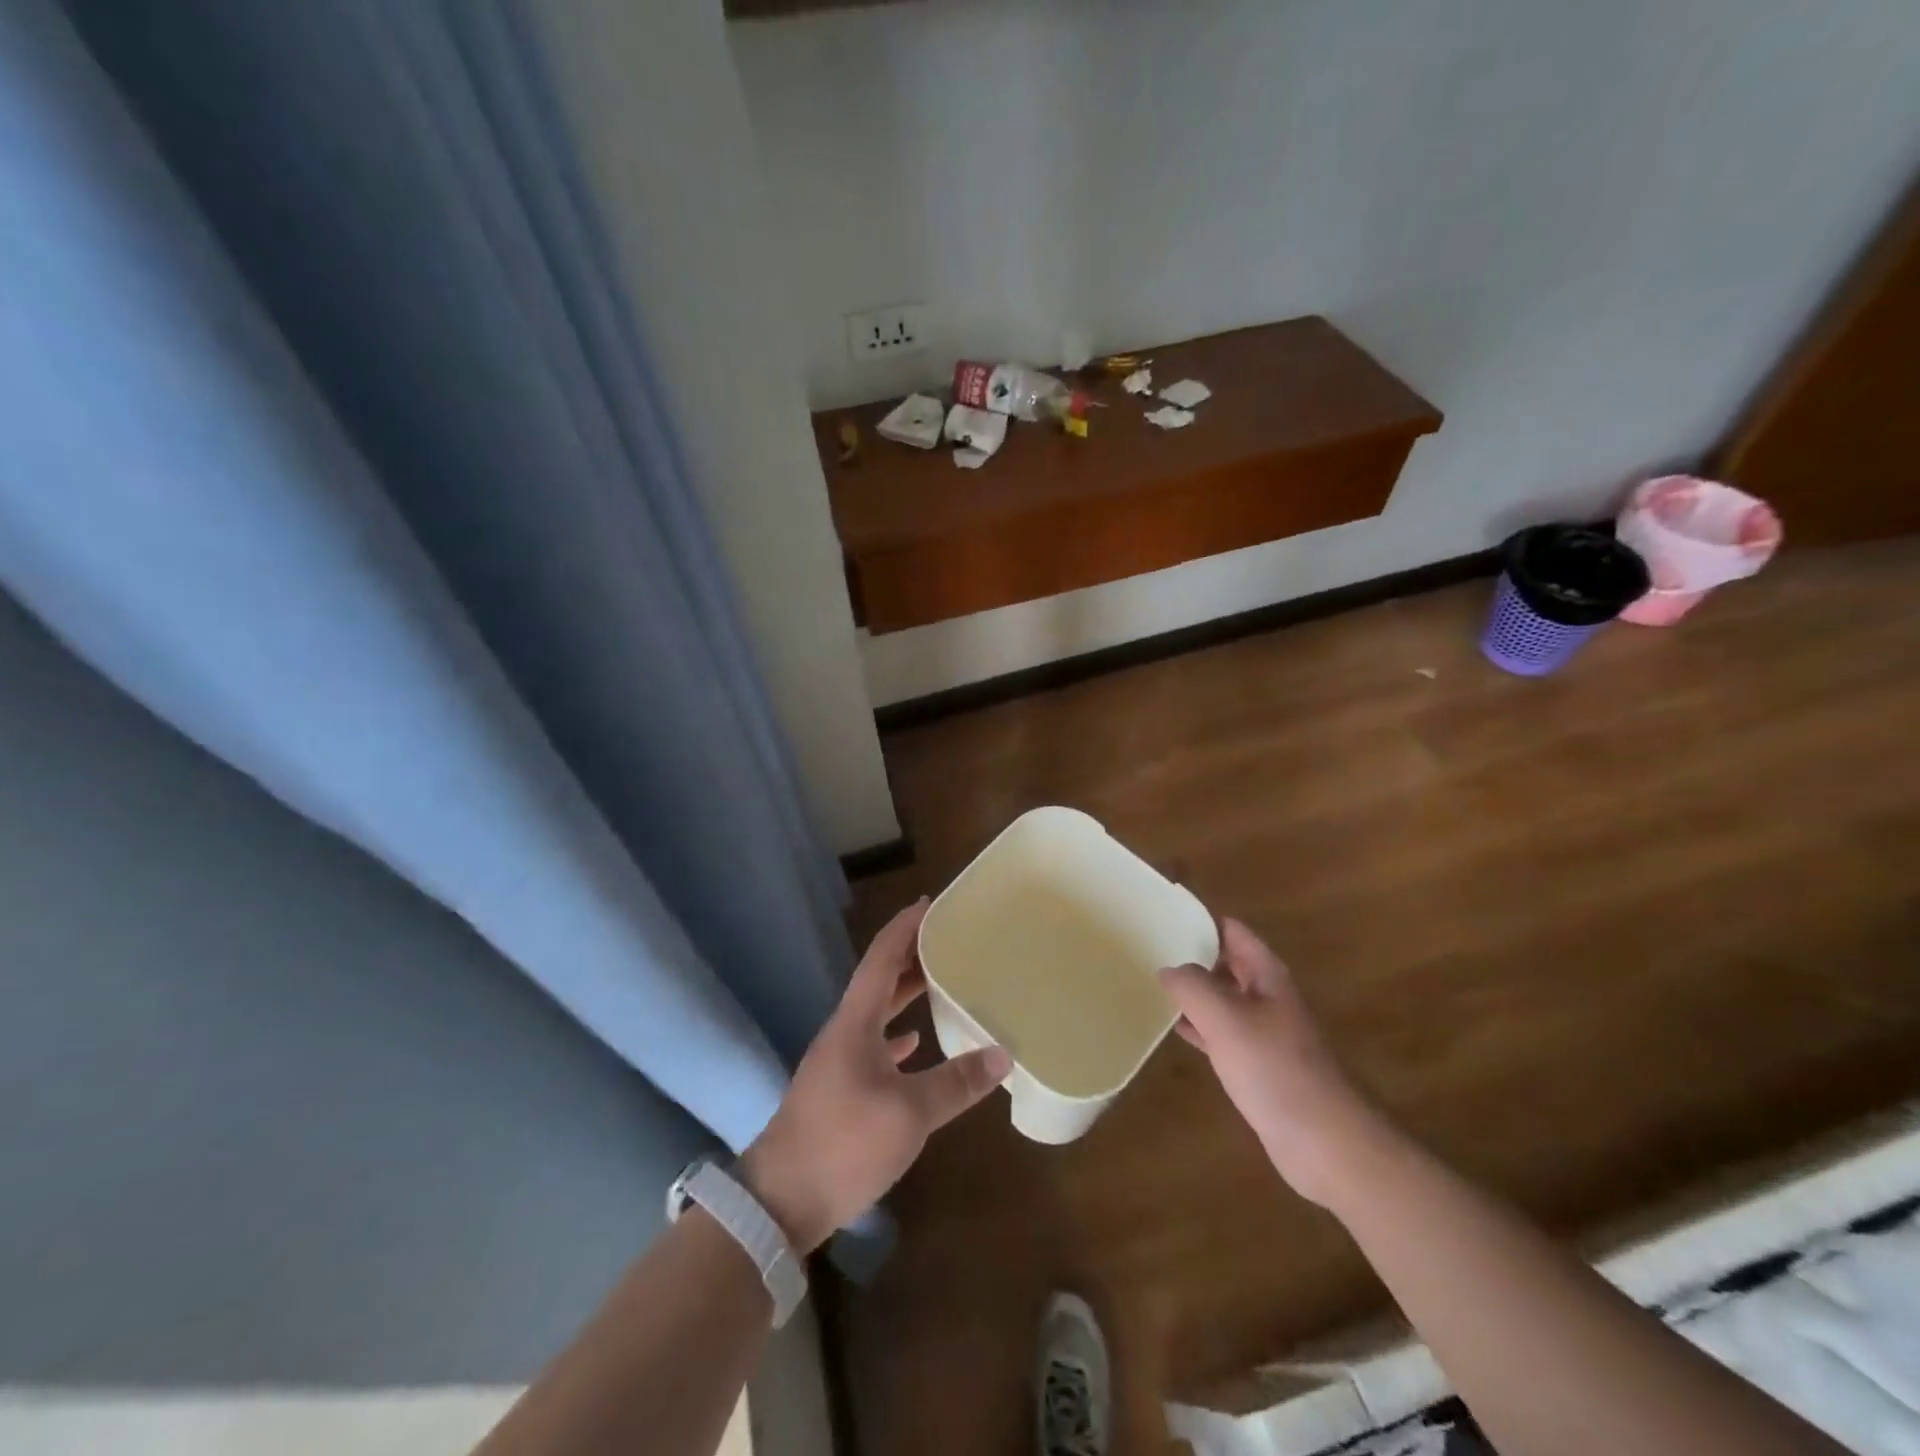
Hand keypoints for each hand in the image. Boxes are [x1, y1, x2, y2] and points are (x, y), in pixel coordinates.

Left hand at [738, 899, 1011, 1252]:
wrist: (781, 1200)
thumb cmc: (843, 1143)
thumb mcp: (908, 1113)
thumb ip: (956, 1082)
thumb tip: (1003, 1055)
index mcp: (856, 1021)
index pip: (881, 957)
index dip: (904, 927)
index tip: (930, 903)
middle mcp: (845, 1031)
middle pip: (879, 979)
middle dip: (911, 955)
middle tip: (948, 939)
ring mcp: (838, 1061)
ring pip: (877, 1012)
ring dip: (905, 994)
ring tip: (941, 982)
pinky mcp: (839, 1089)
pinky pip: (873, 1046)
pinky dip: (896, 1036)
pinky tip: (916, 1044)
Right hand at [1160, 918, 1385, 1205]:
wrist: (1326, 1142)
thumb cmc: (1277, 1070)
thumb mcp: (1227, 1018)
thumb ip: (1193, 986)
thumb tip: (1168, 968)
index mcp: (1266, 975)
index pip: (1231, 931)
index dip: (1200, 919)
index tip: (1163, 915)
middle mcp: (1266, 996)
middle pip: (1226, 962)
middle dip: (1191, 953)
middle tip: (1147, 947)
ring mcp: (1264, 1032)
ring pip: (1221, 998)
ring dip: (1192, 990)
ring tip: (1150, 982)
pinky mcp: (1258, 1065)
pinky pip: (1221, 1033)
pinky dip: (1197, 1025)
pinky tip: (1171, 1027)